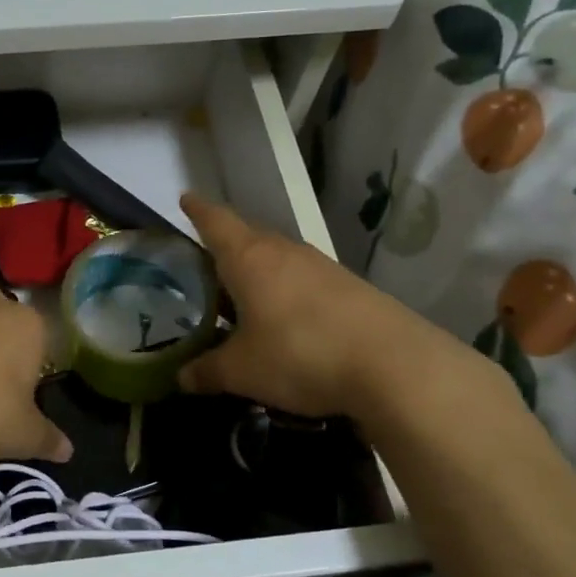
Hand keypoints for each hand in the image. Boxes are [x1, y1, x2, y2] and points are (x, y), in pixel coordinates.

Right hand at [177, 194, 498, 427]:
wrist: (393, 365)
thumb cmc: (300, 355)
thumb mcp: (242, 371)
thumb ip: (207, 371)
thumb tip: (182, 377)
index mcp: (249, 260)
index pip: (216, 222)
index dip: (198, 210)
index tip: (186, 198)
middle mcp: (285, 252)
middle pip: (248, 237)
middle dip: (225, 246)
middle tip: (204, 263)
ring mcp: (321, 267)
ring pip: (277, 258)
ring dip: (257, 270)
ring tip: (241, 294)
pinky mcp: (348, 287)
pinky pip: (302, 278)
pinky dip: (284, 289)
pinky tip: (283, 317)